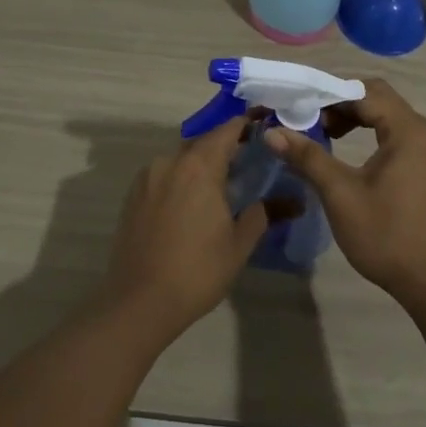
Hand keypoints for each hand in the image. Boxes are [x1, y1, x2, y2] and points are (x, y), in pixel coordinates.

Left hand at [99, 117, 267, 343]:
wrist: (140, 302)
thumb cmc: (197, 270)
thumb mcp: (239, 243)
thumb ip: (263, 213)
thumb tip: (291, 201)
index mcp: (199, 166)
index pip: (228, 130)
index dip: (248, 124)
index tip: (266, 124)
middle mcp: (170, 161)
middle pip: (204, 142)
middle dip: (227, 146)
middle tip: (250, 161)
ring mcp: (148, 177)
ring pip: (182, 159)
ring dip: (202, 164)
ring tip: (222, 185)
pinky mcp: (133, 195)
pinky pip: (165, 175)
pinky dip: (182, 179)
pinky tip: (193, 203)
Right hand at [264, 79, 425, 313]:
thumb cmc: (387, 235)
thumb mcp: (341, 194)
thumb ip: (308, 157)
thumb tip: (272, 132)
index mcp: (407, 130)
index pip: (363, 91)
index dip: (327, 93)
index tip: (295, 104)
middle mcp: (422, 131)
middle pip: (376, 97)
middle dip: (339, 102)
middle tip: (306, 118)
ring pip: (385, 115)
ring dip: (353, 117)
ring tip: (321, 133)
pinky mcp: (425, 166)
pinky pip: (393, 134)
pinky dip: (367, 133)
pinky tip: (343, 151)